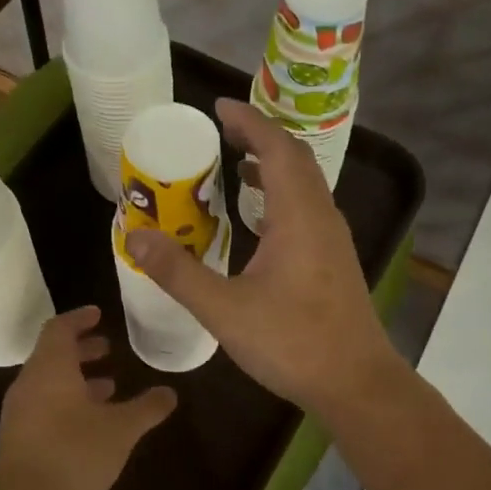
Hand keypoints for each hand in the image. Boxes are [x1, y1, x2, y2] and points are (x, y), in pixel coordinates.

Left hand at [0, 306, 176, 489]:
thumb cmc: (74, 453)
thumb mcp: (121, 429)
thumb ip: (147, 408)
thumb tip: (170, 393)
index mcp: (51, 368)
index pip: (60, 328)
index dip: (80, 318)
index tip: (99, 314)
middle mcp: (29, 383)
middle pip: (53, 354)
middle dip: (82, 349)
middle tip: (108, 349)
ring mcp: (19, 411)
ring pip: (49, 381)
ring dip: (77, 378)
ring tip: (108, 387)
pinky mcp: (17, 437)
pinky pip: (43, 405)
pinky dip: (66, 401)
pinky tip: (90, 422)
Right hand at [125, 99, 405, 414]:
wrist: (356, 383)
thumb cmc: (293, 343)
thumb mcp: (225, 309)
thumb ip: (178, 273)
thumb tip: (134, 237)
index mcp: (299, 216)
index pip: (277, 148)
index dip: (249, 122)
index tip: (218, 107)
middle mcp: (322, 217)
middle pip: (295, 160)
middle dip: (259, 138)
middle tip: (222, 132)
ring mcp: (333, 240)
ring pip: (304, 186)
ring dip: (273, 168)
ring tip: (237, 167)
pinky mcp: (334, 262)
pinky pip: (306, 211)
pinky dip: (281, 199)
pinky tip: (259, 222)